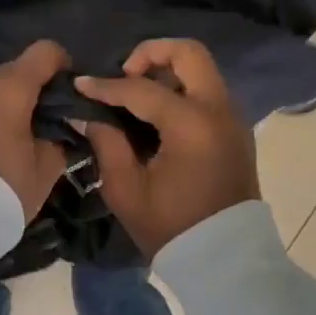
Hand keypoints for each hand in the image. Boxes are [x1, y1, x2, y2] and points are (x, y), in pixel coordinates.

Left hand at [0, 40, 71, 218]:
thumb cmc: (4, 187)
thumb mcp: (46, 169)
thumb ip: (57, 139)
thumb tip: (57, 129)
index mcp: (11, 88)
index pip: (45, 51)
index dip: (61, 64)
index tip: (66, 89)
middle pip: (15, 70)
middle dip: (30, 89)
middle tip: (40, 121)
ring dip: (2, 102)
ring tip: (8, 136)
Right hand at [74, 39, 259, 257]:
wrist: (224, 260)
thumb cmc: (172, 227)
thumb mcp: (127, 189)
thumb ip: (106, 143)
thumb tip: (88, 114)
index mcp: (192, 125)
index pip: (142, 89)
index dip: (106, 86)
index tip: (80, 84)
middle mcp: (219, 110)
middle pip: (189, 53)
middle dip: (151, 53)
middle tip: (126, 74)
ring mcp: (232, 118)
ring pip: (201, 69)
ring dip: (168, 70)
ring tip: (137, 94)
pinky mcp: (235, 130)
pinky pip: (207, 91)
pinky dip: (181, 88)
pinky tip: (156, 114)